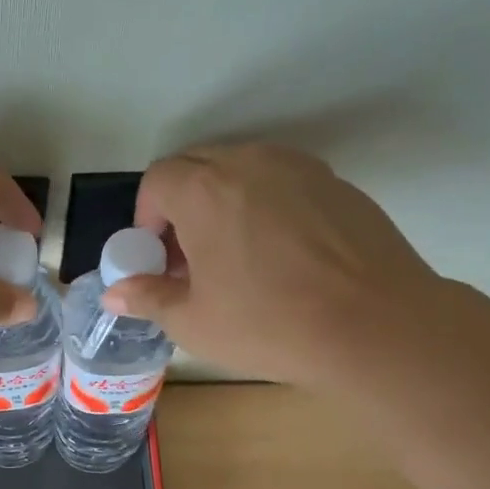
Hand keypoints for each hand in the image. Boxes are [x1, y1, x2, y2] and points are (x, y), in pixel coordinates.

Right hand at [100, 143, 441, 387]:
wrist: (375, 326)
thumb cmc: (268, 324)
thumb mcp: (193, 322)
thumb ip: (148, 298)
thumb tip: (114, 293)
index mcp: (206, 189)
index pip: (158, 180)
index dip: (147, 219)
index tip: (158, 259)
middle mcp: (251, 162)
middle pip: (198, 166)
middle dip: (181, 207)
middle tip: (190, 259)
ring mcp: (301, 169)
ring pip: (243, 172)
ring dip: (223, 204)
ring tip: (235, 258)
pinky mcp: (338, 185)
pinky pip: (283, 184)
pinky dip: (266, 208)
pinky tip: (281, 259)